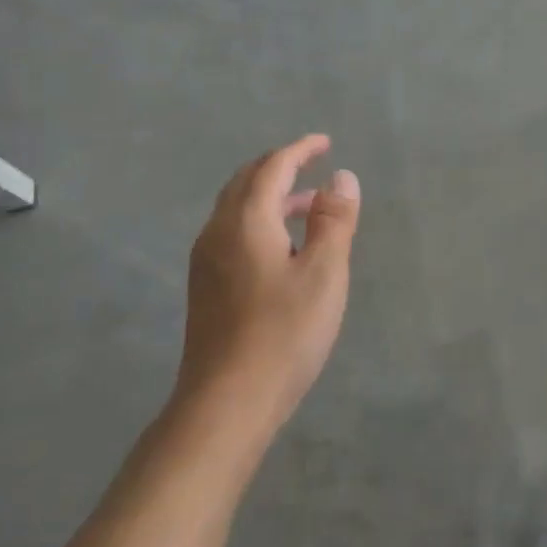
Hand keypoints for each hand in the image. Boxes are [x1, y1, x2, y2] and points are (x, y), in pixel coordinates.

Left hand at [177, 134, 361, 432]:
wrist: (226, 403)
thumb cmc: (284, 333)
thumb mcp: (324, 272)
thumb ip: (334, 219)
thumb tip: (341, 177)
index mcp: (246, 221)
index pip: (272, 167)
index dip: (300, 150)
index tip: (325, 142)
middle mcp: (218, 232)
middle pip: (246, 182)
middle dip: (280, 166)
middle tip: (313, 164)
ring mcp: (207, 261)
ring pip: (237, 208)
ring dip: (271, 196)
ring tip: (310, 206)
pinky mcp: (206, 287)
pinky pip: (233, 232)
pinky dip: (260, 220)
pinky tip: (284, 247)